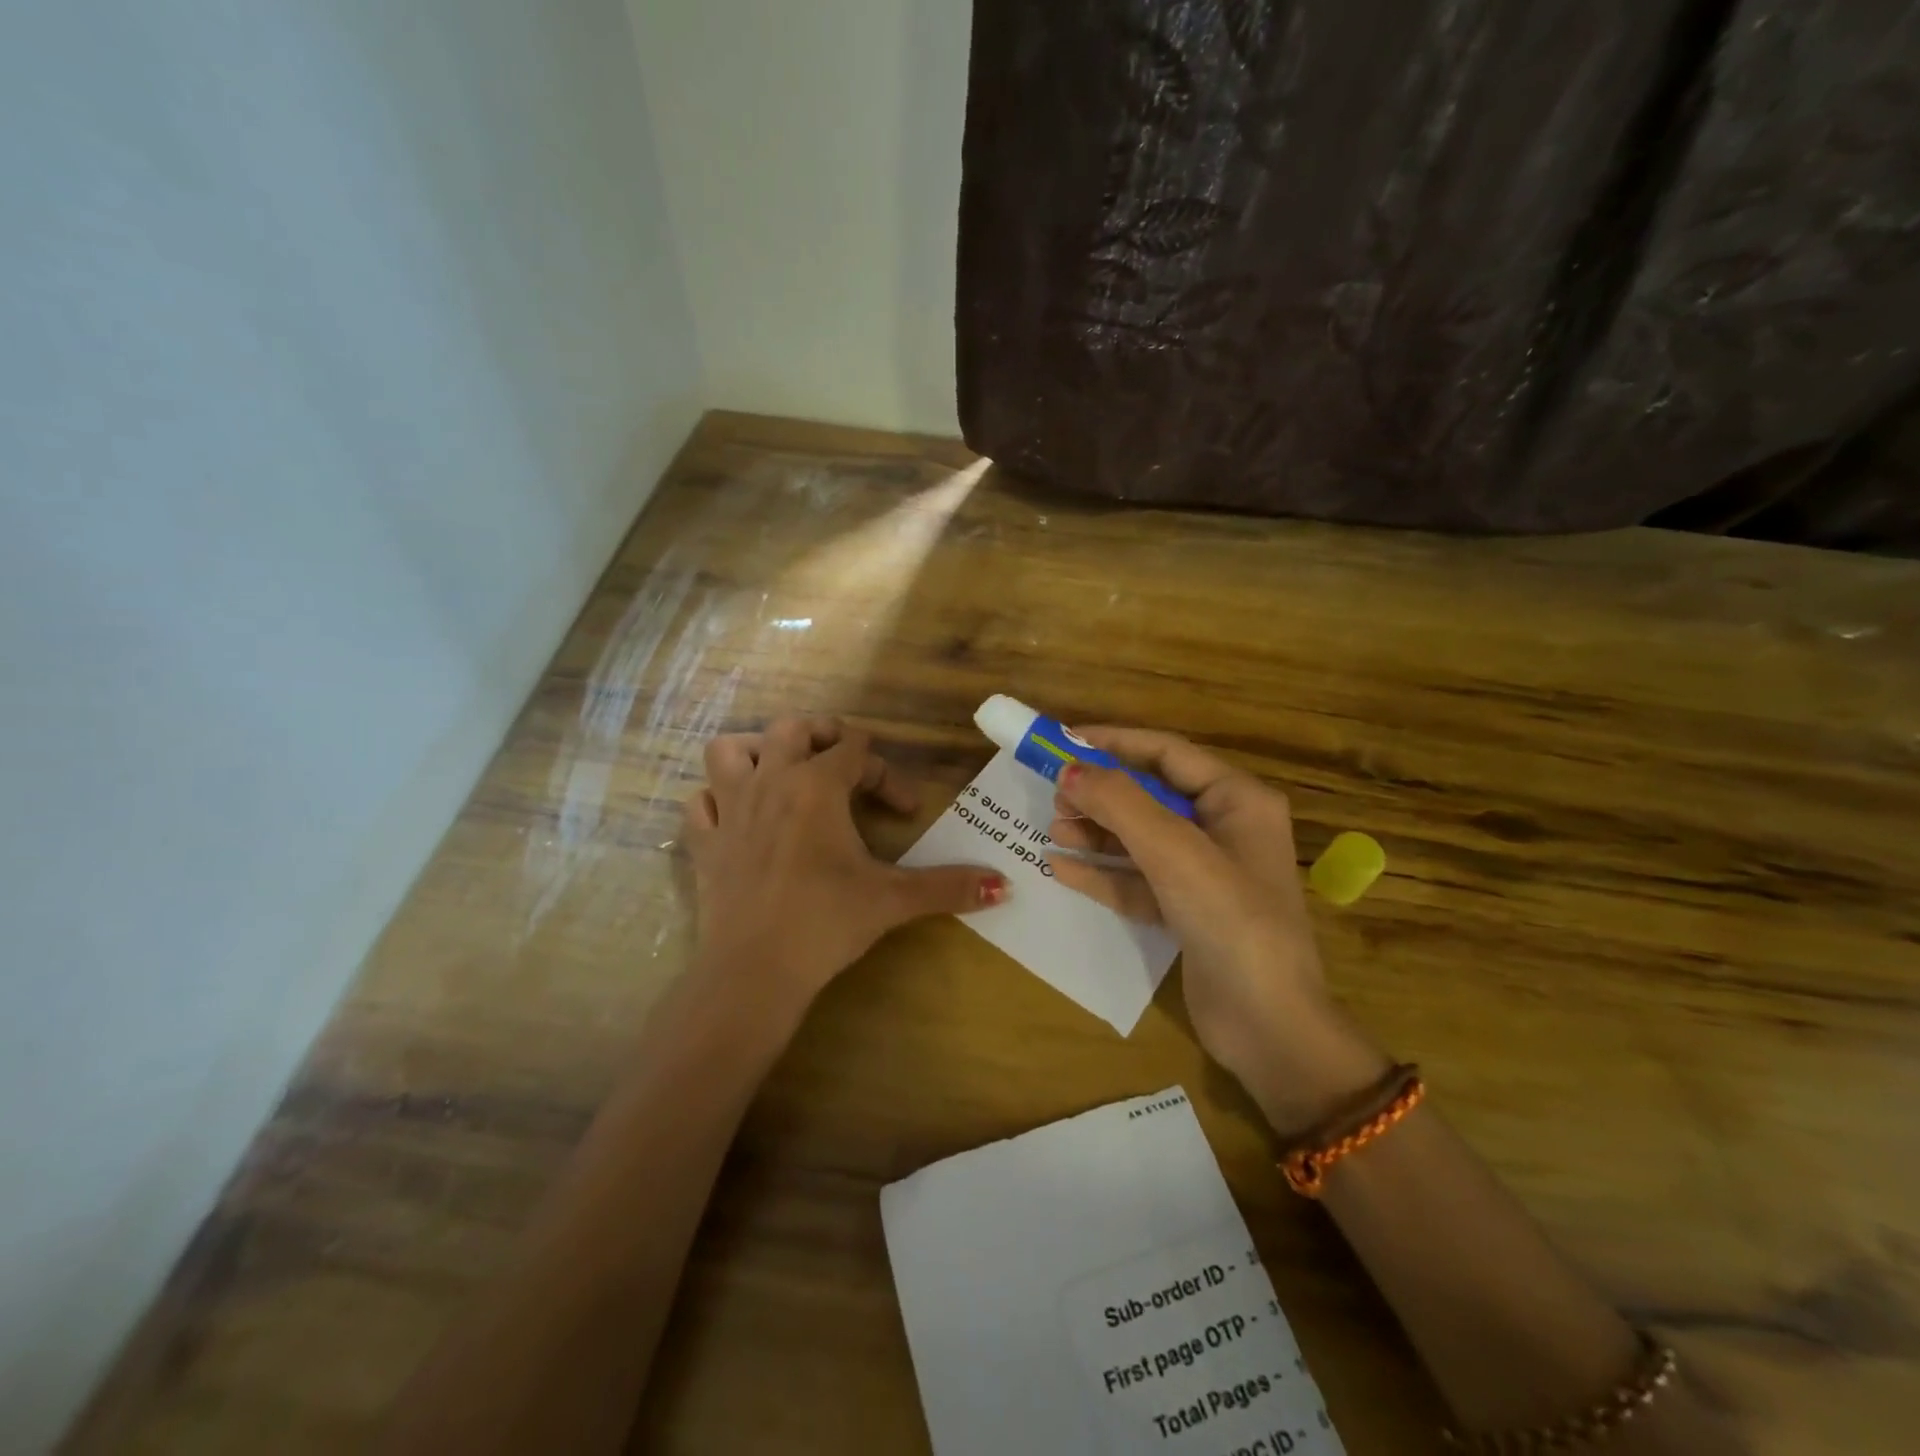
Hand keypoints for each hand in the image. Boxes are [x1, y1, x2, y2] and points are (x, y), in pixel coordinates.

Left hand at [684, 716, 1006, 1028]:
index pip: (856, 749)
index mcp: (817, 786)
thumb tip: (1004, 884)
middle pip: (792, 728)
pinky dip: (716, 799)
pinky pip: (699, 802)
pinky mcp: (704, 843)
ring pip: (729, 751)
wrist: (754, 972)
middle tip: (846, 767)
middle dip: (823, 736)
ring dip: (756, 752)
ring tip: (781, 774)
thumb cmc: (825, 923)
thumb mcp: (893, 900)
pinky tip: (737, 817)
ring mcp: (730, 810)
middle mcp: (770, 782)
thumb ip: (949, 886)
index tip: (904, 811)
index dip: (885, 773)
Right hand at [1046, 728, 1387, 1130]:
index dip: (1114, 742)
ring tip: (1053, 830)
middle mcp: (1222, 829)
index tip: (1062, 740)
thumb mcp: (1174, 853)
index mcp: (1237, 800)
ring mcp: (1204, 873)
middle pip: (1150, 795)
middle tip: (1053, 795)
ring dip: (1096, 832)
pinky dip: (1102, 872)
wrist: (1269, 1028)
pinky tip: (1061, 868)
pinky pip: (1136, 879)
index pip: (1166, 753)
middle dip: (1100, 793)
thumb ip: (1120, 804)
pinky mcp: (1186, 911)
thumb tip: (1068, 769)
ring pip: (1139, 838)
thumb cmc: (1231, 922)